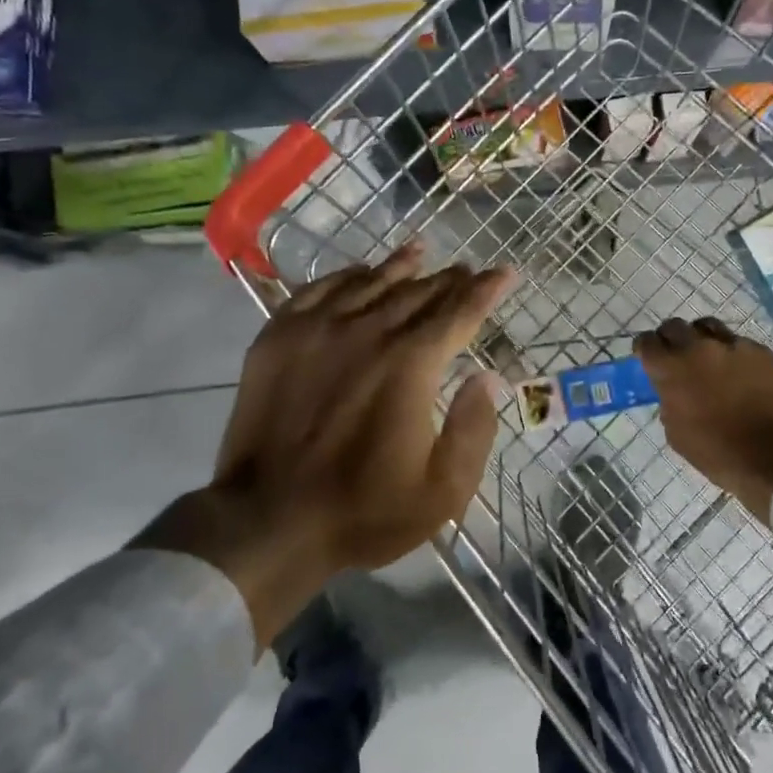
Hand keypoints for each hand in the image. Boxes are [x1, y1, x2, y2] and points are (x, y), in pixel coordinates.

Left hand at [138, 241, 515, 644]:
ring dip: (401, 266)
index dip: (486, 291)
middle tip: (467, 270)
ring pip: (370, 282)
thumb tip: (488, 378)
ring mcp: (318, 329)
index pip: (459, 313)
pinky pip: (319, 290)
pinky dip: (347, 276)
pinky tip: (359, 273)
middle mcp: (368, 332)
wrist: (268, 521)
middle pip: (418, 293)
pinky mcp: (279, 337)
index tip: (504, 272)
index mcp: (410, 365)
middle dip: (449, 280)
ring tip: (420, 251)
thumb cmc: (363, 511)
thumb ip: (474, 429)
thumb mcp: (442, 490)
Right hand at [635, 318, 772, 524]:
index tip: (649, 358)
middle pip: (675, 326)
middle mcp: (698, 348)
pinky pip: (739, 343)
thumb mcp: (677, 433)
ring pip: (708, 326)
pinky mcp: (761, 351)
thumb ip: (669, 401)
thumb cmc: (718, 453)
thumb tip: (672, 390)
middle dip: (671, 339)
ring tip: (708, 356)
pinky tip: (739, 372)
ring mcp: (733, 346)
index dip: (645, 349)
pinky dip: (732, 353)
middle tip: (676, 356)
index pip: (646, 342)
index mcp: (672, 370)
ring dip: (701, 338)